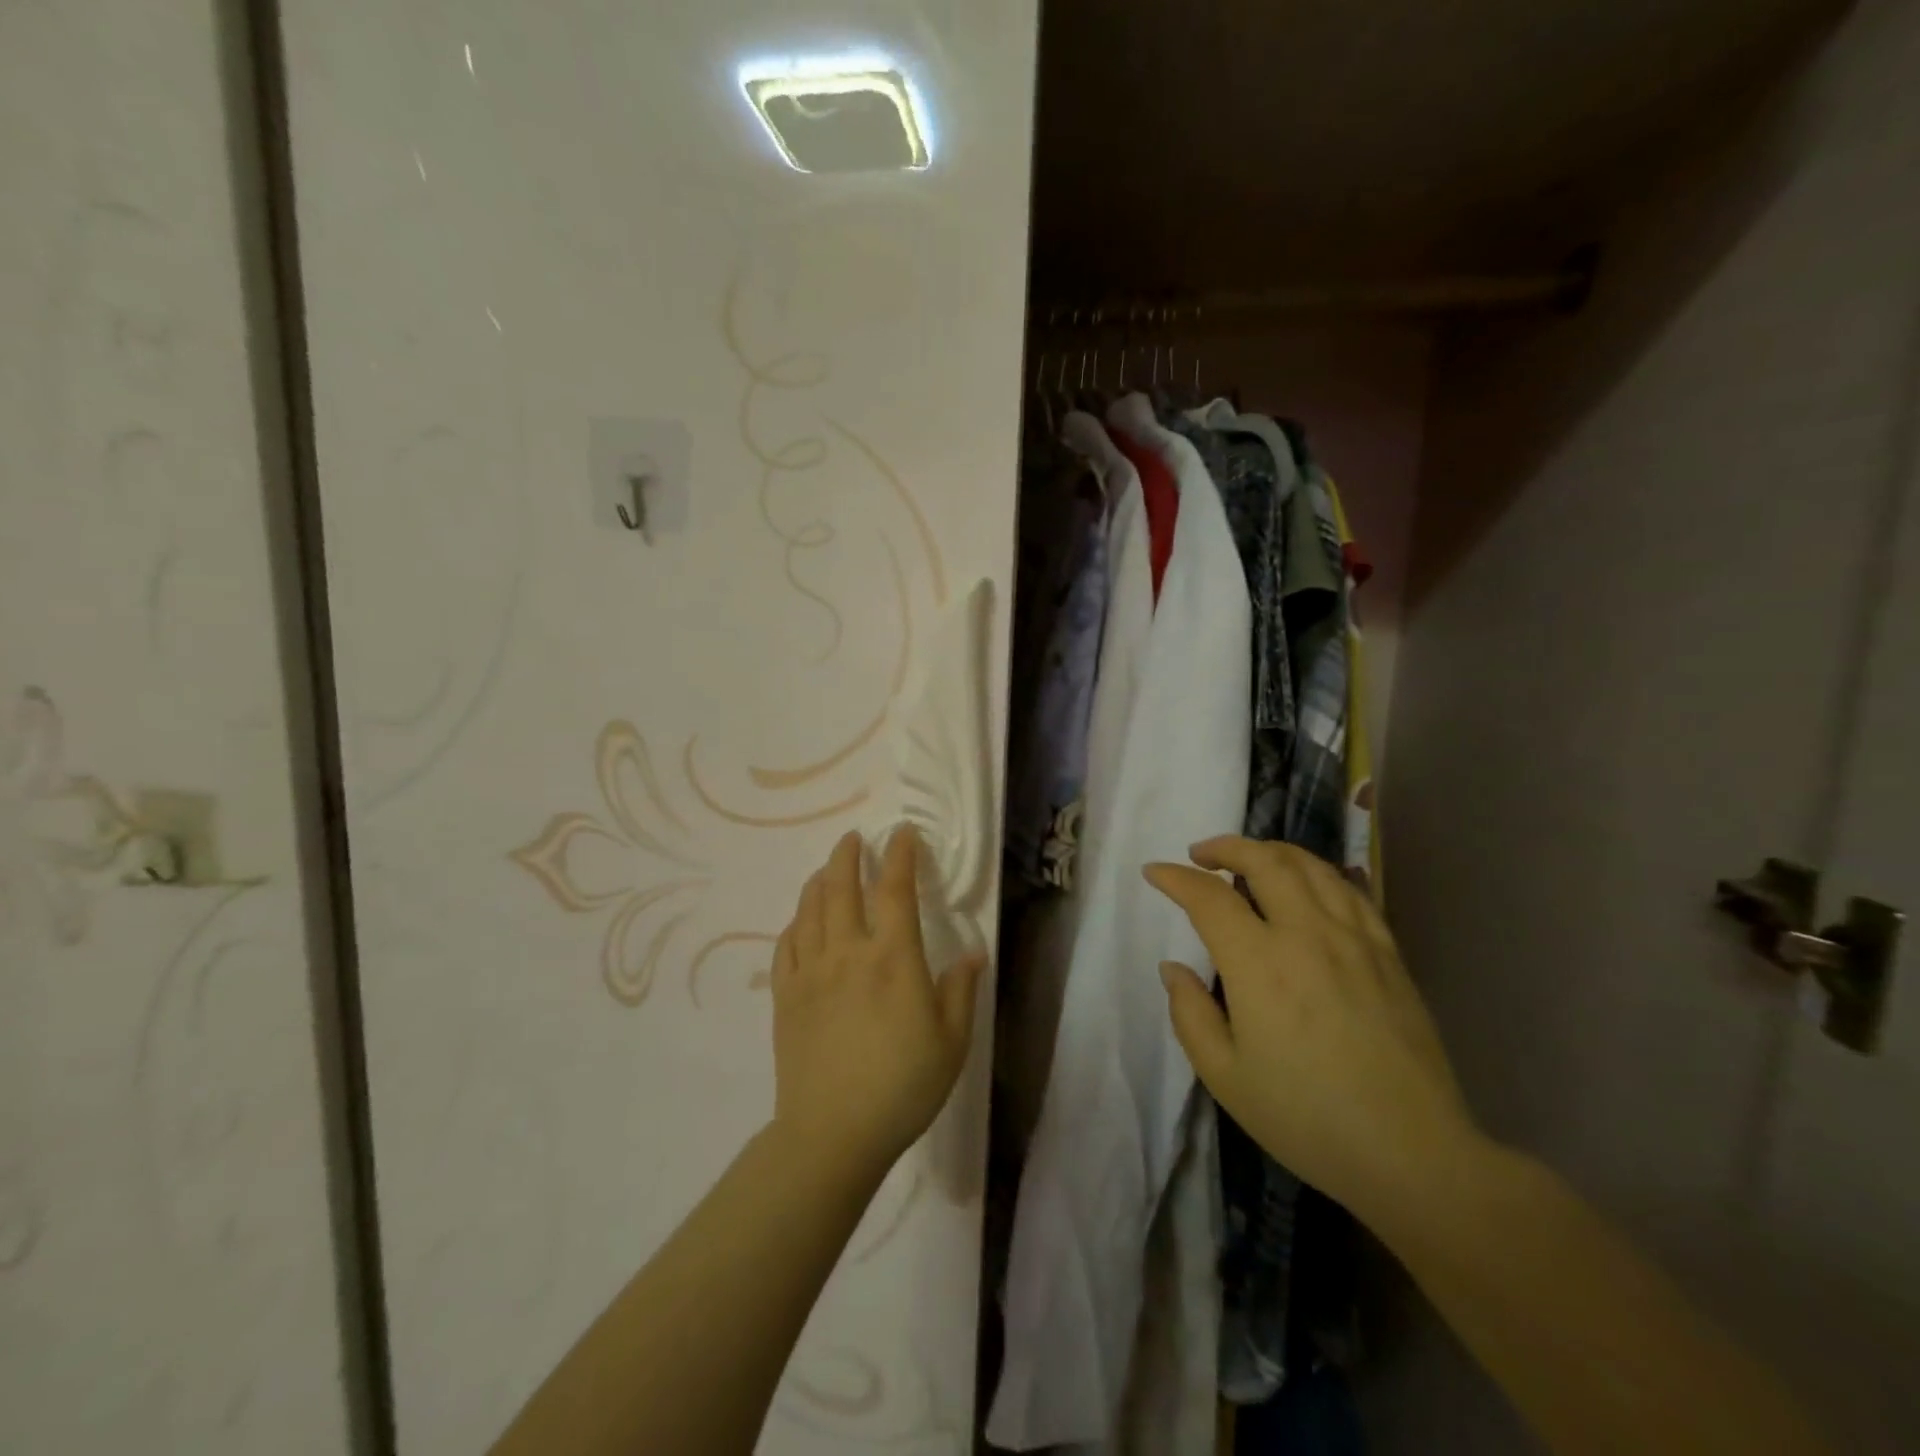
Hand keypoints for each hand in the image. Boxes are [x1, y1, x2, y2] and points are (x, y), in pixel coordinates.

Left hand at [770, 826, 985, 1183]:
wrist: (833, 1133)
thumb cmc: (902, 1087)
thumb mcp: (952, 1042)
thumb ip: (961, 991)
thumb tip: (974, 953)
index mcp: (893, 959)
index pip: (896, 890)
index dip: (900, 855)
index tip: (902, 834)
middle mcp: (848, 952)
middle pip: (841, 887)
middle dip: (848, 855)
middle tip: (853, 838)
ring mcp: (811, 972)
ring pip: (810, 909)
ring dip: (820, 880)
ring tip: (828, 869)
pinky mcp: (786, 996)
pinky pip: (786, 944)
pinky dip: (796, 922)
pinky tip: (802, 920)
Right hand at [1144, 836, 1482, 1222]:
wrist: (1413, 1154)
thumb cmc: (1307, 1119)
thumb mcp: (1225, 1077)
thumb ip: (1190, 1014)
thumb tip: (1174, 968)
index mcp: (1259, 964)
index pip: (1208, 897)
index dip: (1176, 878)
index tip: (1155, 872)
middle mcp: (1306, 935)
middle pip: (1264, 862)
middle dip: (1225, 847)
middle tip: (1200, 854)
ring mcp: (1354, 939)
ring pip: (1311, 866)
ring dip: (1271, 851)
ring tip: (1249, 859)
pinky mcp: (1388, 953)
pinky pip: (1350, 891)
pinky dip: (1318, 873)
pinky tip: (1308, 885)